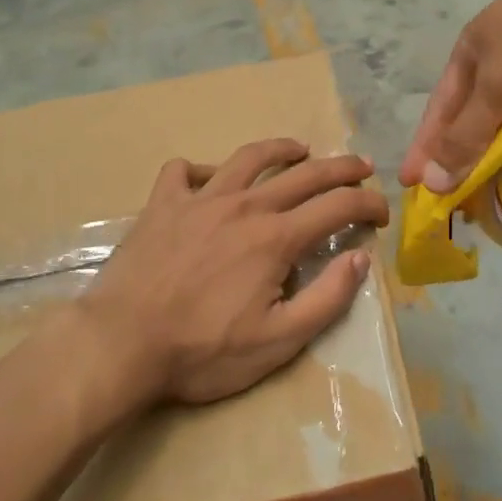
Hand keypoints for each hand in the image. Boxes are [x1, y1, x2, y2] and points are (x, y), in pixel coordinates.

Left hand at [80, 140, 388, 405]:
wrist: (120, 344)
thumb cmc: (203, 351)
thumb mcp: (279, 341)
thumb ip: (327, 298)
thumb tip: (359, 258)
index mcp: (276, 237)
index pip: (338, 206)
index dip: (368, 204)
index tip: (381, 213)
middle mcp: (244, 206)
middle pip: (304, 174)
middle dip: (341, 167)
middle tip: (362, 166)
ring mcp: (199, 200)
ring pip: (249, 158)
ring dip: (281, 149)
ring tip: (298, 149)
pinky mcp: (162, 205)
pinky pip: (185, 170)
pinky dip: (203, 169)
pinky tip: (210, 180)